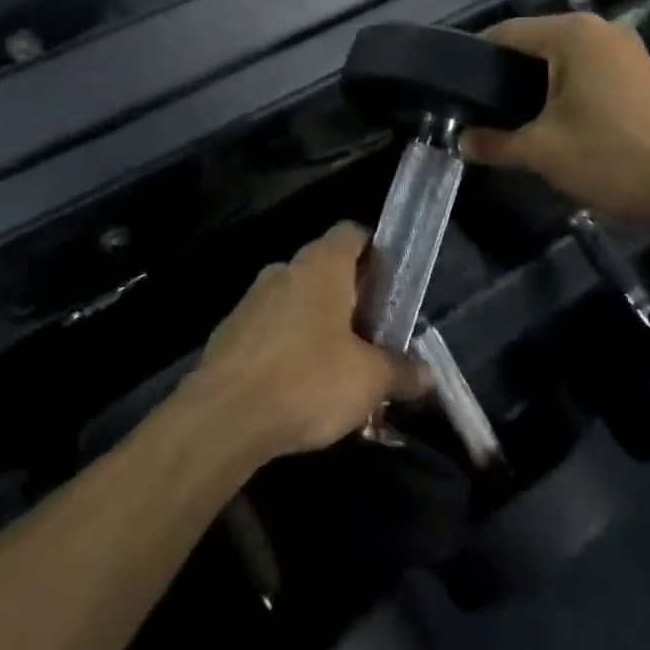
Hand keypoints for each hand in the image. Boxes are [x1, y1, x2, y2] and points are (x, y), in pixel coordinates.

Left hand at [193, 223, 426, 459]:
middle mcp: (284, 269)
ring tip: (337, 368)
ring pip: (295, 300)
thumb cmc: (307, 380)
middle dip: (349, 297)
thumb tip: (426, 374)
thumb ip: (400, 371)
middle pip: (324, 269)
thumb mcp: (369, 380)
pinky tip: (297, 386)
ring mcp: (251, 299)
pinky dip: (287, 346)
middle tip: (371, 335)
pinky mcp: (229, 331)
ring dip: (317, 324)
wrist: (223, 416)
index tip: (389, 283)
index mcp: (321, 266)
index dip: (374, 250)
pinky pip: (269, 328)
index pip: (351, 233)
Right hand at [460, 14, 649, 235]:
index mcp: (573, 35)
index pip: (505, 33)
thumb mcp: (544, 152)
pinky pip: (590, 76)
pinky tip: (559, 127)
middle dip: (506, 78)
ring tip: (514, 123)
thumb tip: (462, 142)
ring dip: (538, 90)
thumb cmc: (616, 157)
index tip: (454, 90)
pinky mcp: (645, 77)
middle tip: (480, 112)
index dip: (474, 59)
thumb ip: (495, 143)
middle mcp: (601, 31)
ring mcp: (628, 52)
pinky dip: (568, 95)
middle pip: (535, 46)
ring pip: (564, 63)